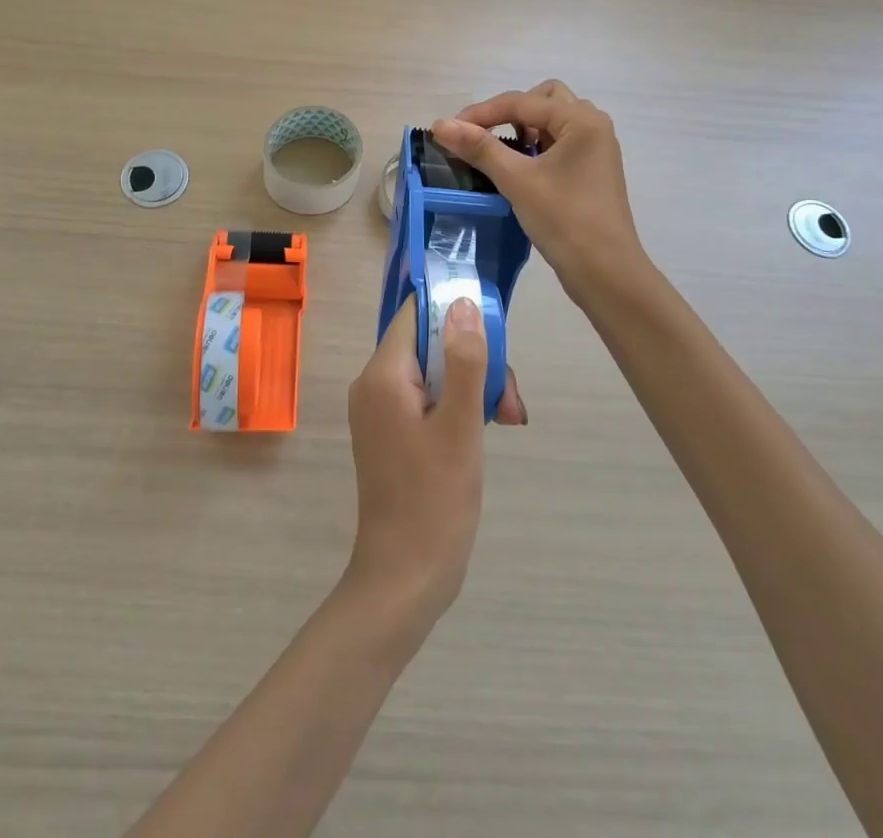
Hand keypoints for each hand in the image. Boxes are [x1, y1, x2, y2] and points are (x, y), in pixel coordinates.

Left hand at [345, 295, 515, 628]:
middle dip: (473, 360)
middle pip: (429, 344)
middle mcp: (374, 384)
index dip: (455, 313)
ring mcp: (381, 411)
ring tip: (506, 418)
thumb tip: (463, 302)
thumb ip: (463, 360)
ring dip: (473, 386)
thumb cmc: (435, 500)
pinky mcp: (392, 434)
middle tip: (508, 400)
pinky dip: (457, 406)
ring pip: (433, 373)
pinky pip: (426, 399)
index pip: (417, 315)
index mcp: (382, 374)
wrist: (404, 579)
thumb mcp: (460, 425)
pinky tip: (487, 428)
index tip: (494, 332)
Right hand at [431, 79, 643, 295]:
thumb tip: (440, 124)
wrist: (605, 273)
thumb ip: (479, 148)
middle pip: (543, 100)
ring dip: (523, 128)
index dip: (482, 112)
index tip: (449, 129)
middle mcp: (593, 126)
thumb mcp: (517, 180)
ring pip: (552, 121)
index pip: (523, 102)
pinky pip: (559, 143)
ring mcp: (595, 149)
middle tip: (483, 134)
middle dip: (509, 112)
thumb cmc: (564, 220)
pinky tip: (519, 168)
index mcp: (582, 120)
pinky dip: (536, 146)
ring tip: (499, 151)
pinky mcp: (592, 171)